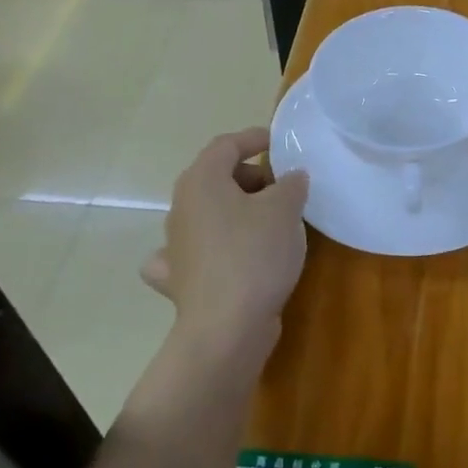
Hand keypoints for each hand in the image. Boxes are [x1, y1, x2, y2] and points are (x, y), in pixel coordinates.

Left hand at [144, 128, 309, 357]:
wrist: (226, 328)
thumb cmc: (254, 254)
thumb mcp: (285, 208)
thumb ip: (291, 184)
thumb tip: (291, 178)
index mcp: (201, 181)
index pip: (226, 145)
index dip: (254, 139)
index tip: (280, 144)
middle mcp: (180, 208)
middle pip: (215, 178)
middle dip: (251, 177)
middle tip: (284, 189)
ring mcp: (176, 246)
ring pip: (206, 213)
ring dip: (235, 211)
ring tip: (268, 222)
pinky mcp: (181, 279)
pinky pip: (195, 252)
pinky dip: (209, 248)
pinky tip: (223, 257)